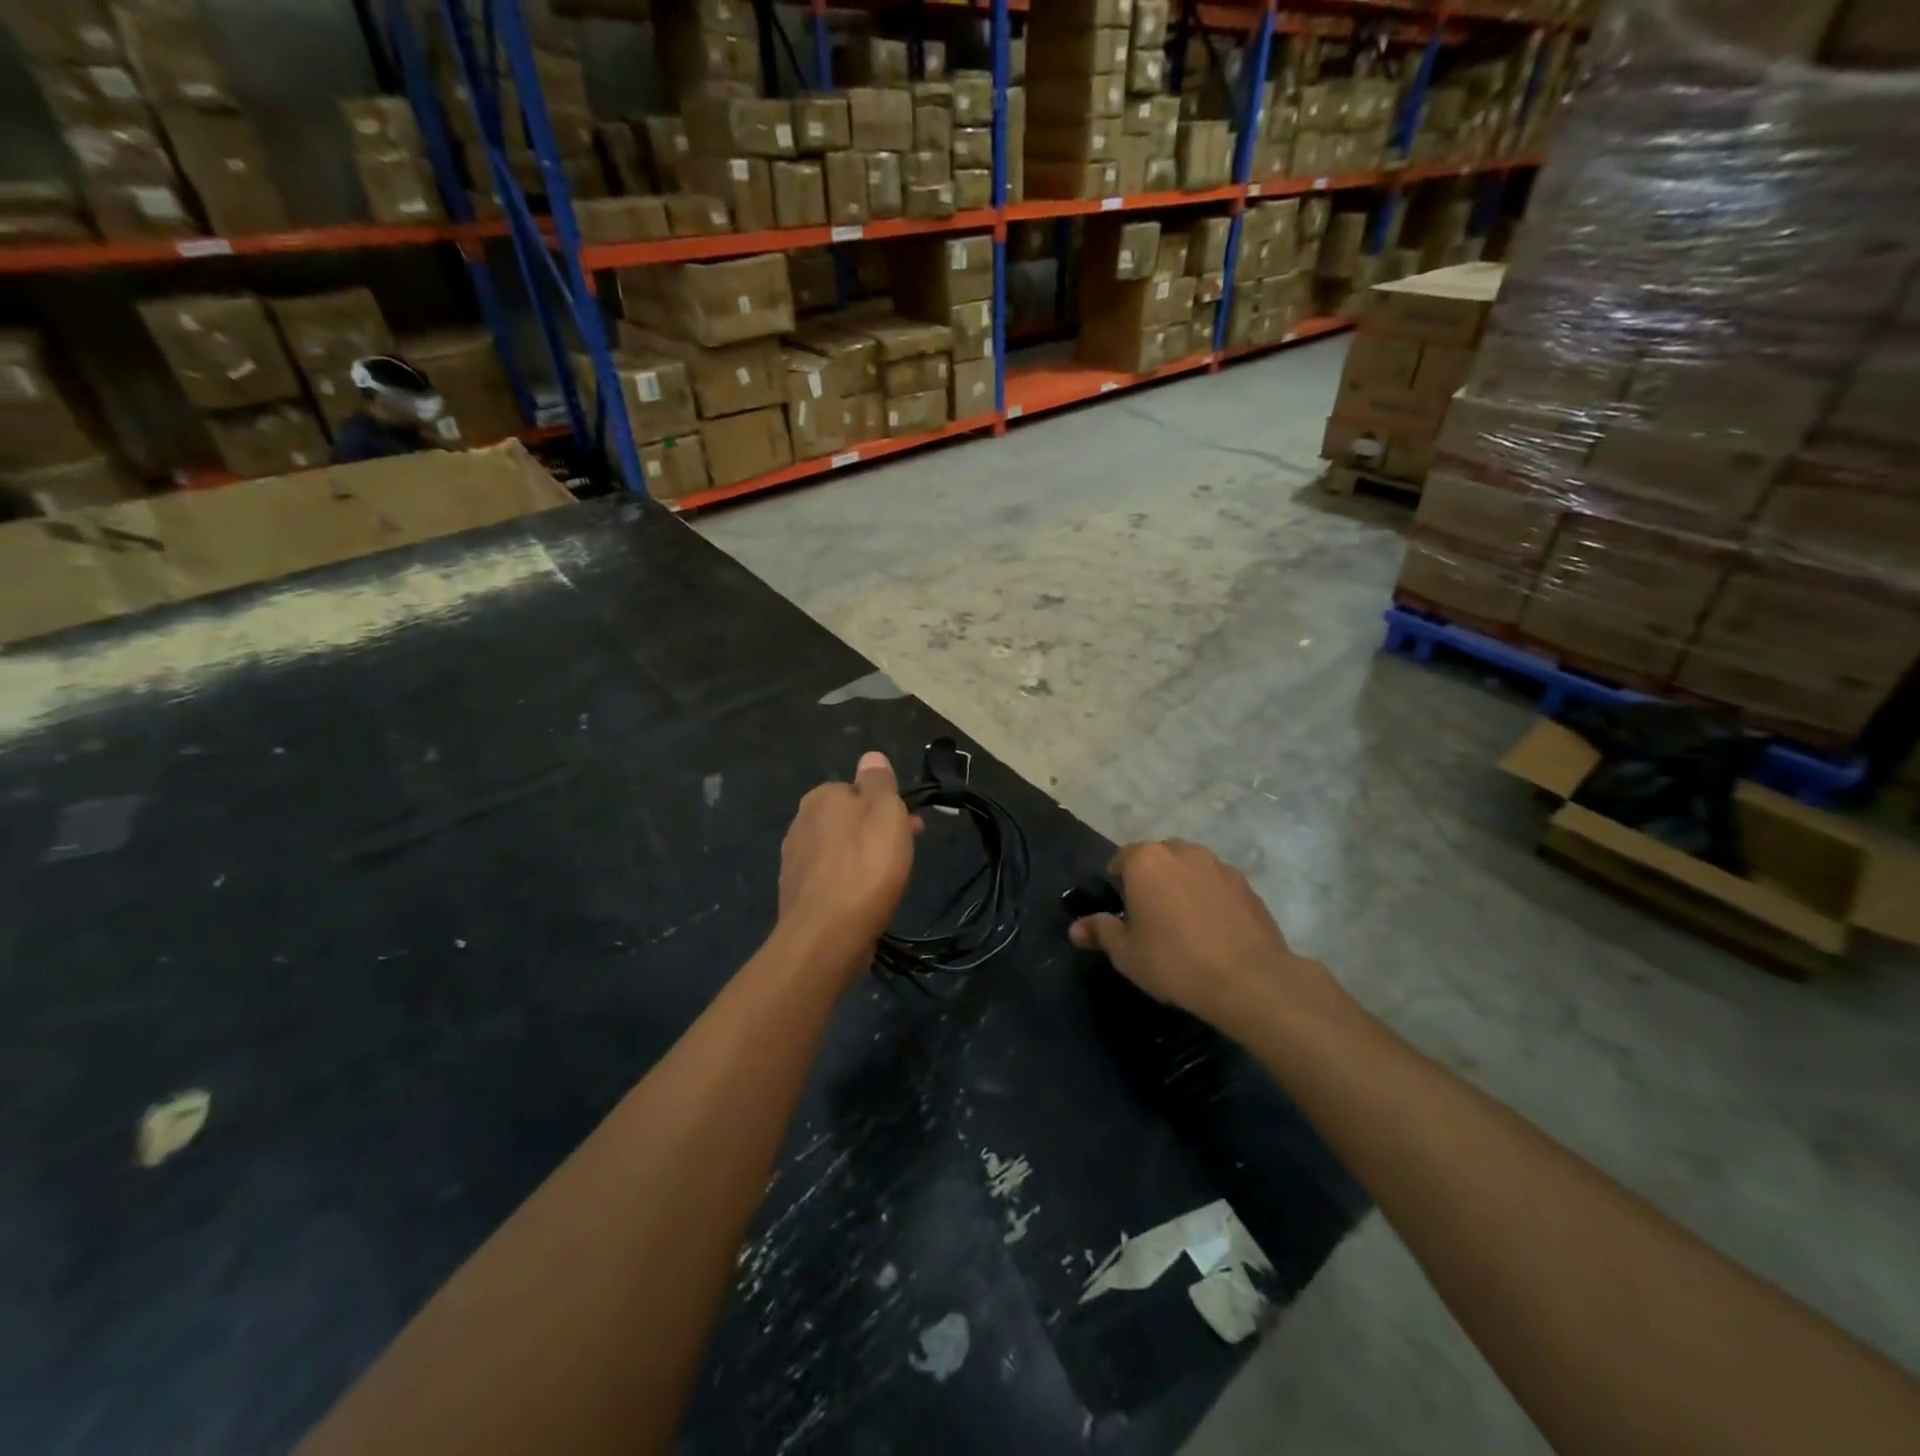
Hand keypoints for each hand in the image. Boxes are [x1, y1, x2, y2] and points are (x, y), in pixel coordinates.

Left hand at [777, 752, 917, 983]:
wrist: (827, 934)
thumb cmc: (866, 866)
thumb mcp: (886, 812)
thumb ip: (879, 781)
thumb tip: (870, 757)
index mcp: (821, 798)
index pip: (857, 790)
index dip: (886, 806)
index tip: (910, 826)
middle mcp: (800, 823)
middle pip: (847, 820)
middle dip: (875, 833)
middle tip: (904, 855)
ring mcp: (794, 861)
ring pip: (838, 850)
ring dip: (861, 858)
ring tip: (887, 881)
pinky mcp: (796, 895)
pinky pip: (829, 879)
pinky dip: (847, 883)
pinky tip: (862, 900)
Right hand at [1069, 840, 1334, 1031]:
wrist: (1249, 980)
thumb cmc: (1174, 961)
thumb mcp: (1126, 954)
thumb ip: (1100, 932)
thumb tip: (1075, 928)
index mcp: (1146, 860)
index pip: (1121, 860)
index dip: (1117, 885)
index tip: (1121, 913)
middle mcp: (1182, 851)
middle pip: (1157, 859)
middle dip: (1151, 881)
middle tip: (1150, 918)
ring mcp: (1218, 865)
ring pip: (1189, 869)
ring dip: (1181, 887)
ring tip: (1183, 924)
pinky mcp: (1246, 884)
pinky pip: (1216, 885)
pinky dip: (1209, 899)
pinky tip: (1212, 931)